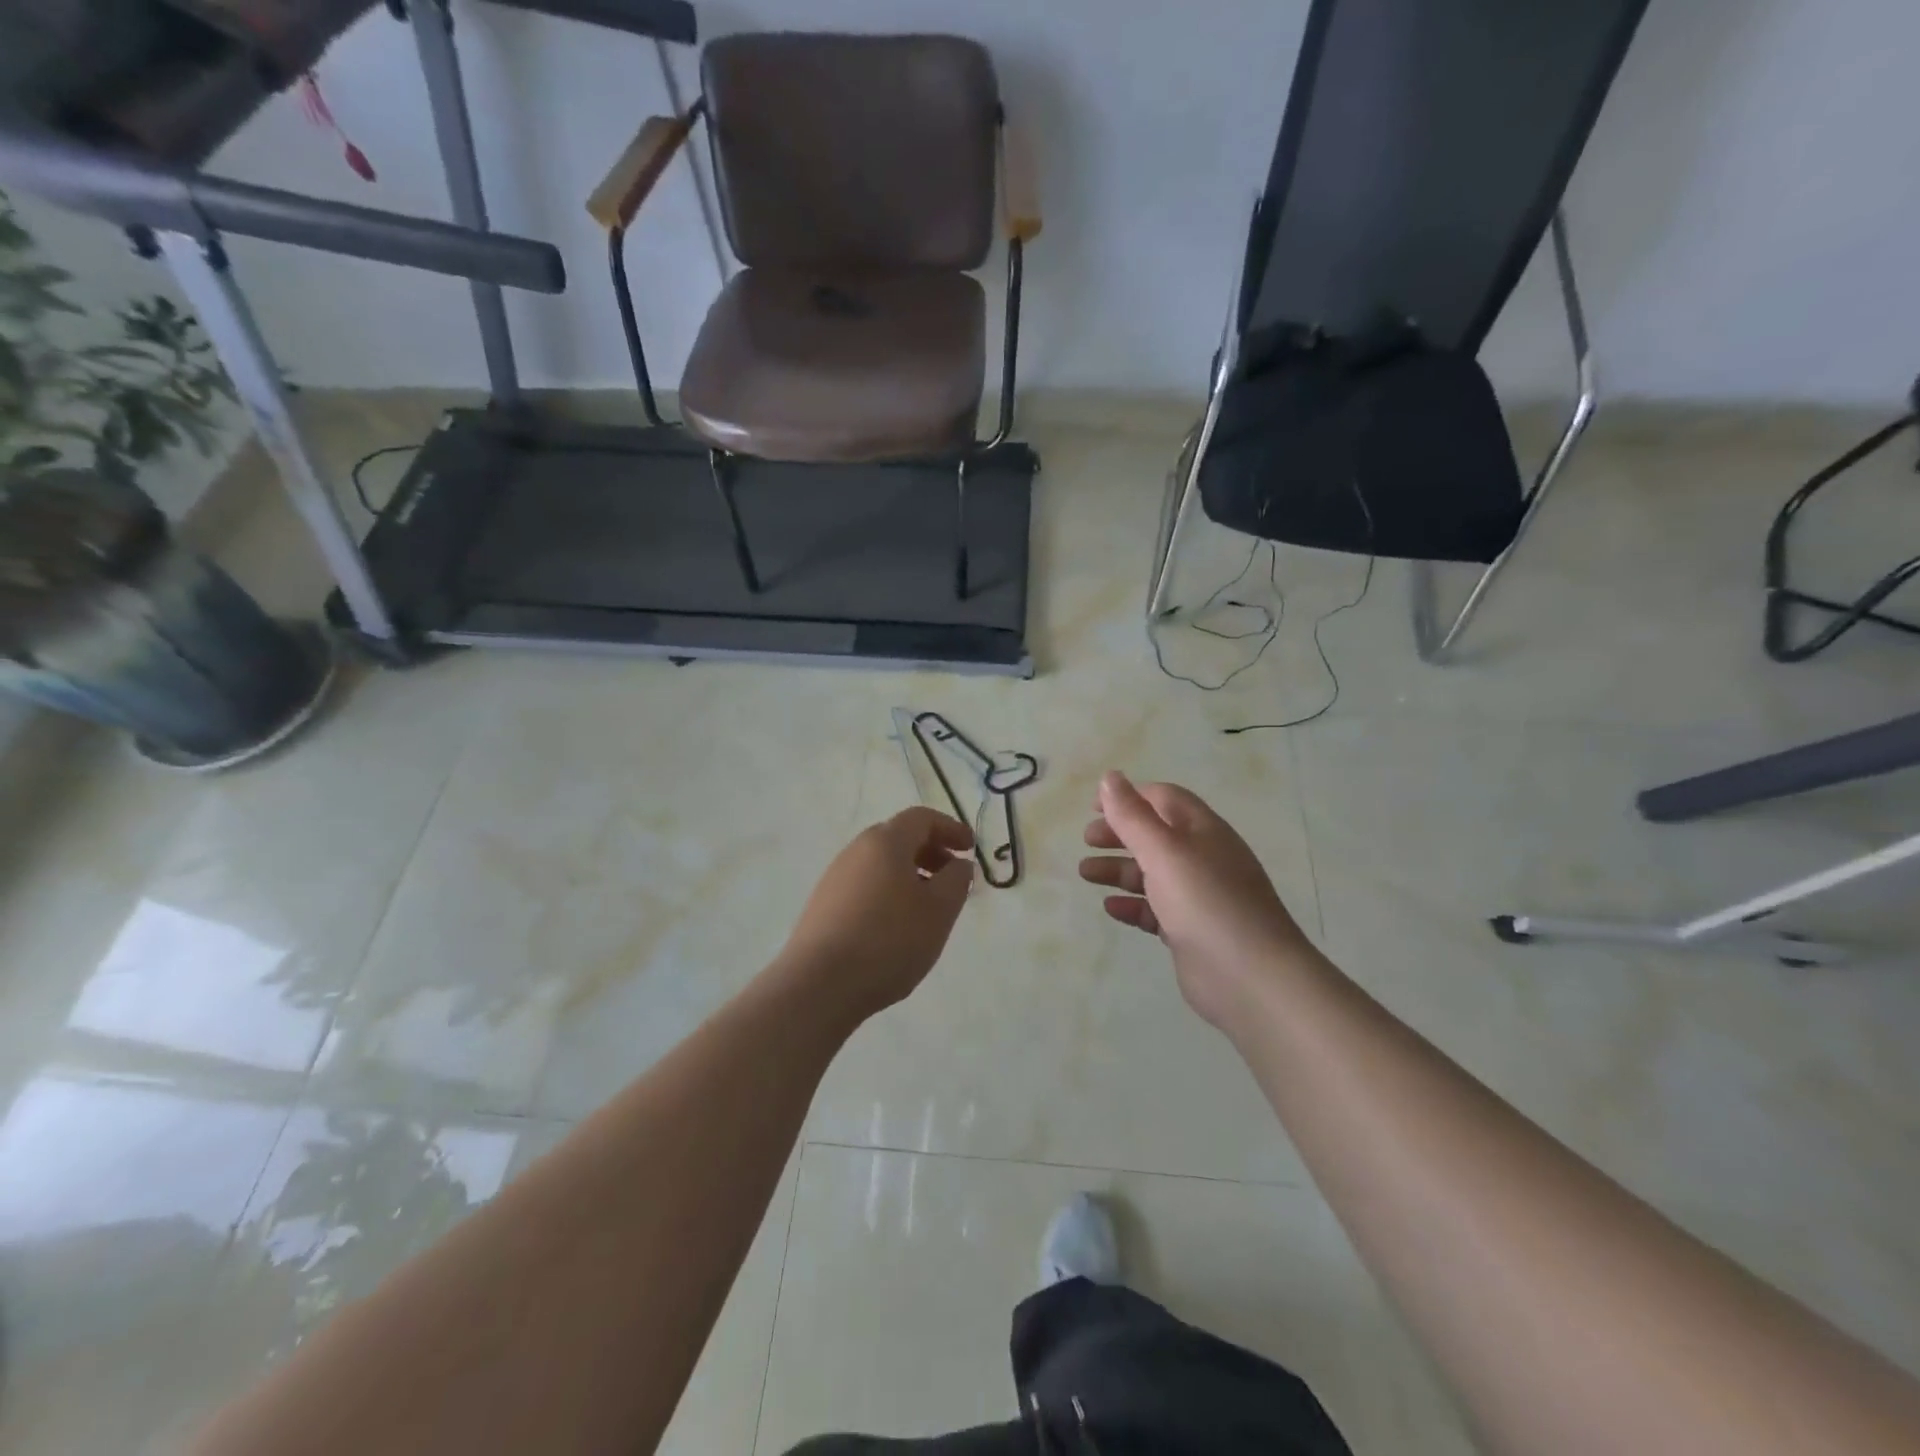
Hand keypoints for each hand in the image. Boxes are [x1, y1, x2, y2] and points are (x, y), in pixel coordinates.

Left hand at [778, 807, 974, 1023]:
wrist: (819, 985)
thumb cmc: (889, 940)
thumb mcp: (939, 910)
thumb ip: (956, 880)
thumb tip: (958, 863)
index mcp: (885, 842)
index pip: (921, 818)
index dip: (950, 828)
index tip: (970, 848)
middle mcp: (856, 850)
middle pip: (899, 838)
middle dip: (931, 852)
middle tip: (953, 877)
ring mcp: (835, 878)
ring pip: (881, 864)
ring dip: (910, 874)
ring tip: (929, 906)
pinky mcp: (823, 905)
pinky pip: (865, 885)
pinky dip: (889, 892)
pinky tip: (897, 926)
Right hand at [1079, 771, 1312, 1030]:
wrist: (1251, 978)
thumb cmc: (1205, 901)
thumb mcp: (1164, 851)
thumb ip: (1133, 816)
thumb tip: (1110, 777)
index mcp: (1203, 831)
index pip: (1164, 799)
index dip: (1129, 797)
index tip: (1094, 807)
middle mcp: (1203, 859)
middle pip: (1155, 835)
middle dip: (1119, 834)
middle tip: (1087, 841)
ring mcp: (1199, 897)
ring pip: (1152, 874)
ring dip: (1119, 869)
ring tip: (1085, 874)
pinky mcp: (1191, 932)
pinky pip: (1156, 911)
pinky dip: (1133, 905)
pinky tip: (1111, 908)